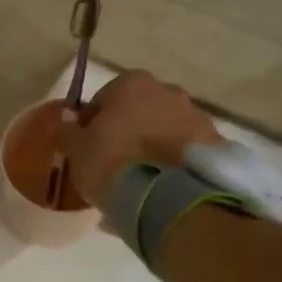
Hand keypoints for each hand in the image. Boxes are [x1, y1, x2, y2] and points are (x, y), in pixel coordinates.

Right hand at [57, 70, 224, 208]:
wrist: (170, 197)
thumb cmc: (113, 163)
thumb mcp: (76, 150)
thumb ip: (67, 130)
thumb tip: (64, 118)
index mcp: (132, 84)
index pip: (104, 99)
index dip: (93, 123)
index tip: (89, 148)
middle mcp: (169, 91)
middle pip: (140, 110)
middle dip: (129, 131)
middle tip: (115, 164)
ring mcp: (197, 117)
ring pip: (166, 129)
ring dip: (154, 146)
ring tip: (141, 180)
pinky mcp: (216, 144)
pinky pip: (186, 151)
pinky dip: (175, 162)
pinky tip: (162, 187)